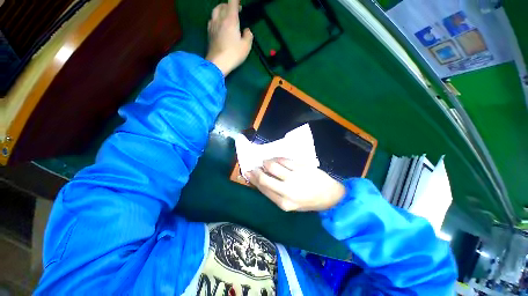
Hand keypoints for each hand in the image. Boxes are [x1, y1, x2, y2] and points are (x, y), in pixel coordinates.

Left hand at [206, 0, 252, 75]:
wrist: (218, 63)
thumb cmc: (233, 54)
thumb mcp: (246, 47)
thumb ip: (248, 36)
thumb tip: (247, 30)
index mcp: (231, 19)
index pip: (232, 2)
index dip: (236, 0)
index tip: (240, 3)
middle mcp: (220, 19)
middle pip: (223, 5)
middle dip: (229, 5)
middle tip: (235, 10)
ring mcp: (213, 25)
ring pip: (215, 10)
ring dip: (221, 9)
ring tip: (225, 14)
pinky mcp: (209, 33)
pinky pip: (211, 19)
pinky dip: (216, 18)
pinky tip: (218, 24)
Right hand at [246, 158, 345, 211]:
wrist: (331, 195)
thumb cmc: (309, 201)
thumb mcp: (291, 204)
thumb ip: (275, 193)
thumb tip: (261, 180)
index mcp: (284, 203)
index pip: (263, 188)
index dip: (252, 179)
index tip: (247, 172)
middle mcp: (287, 190)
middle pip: (264, 178)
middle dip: (256, 171)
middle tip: (253, 166)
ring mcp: (295, 177)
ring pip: (273, 166)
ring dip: (266, 162)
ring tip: (266, 162)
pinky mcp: (301, 167)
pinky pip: (284, 160)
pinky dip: (277, 158)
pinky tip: (276, 159)